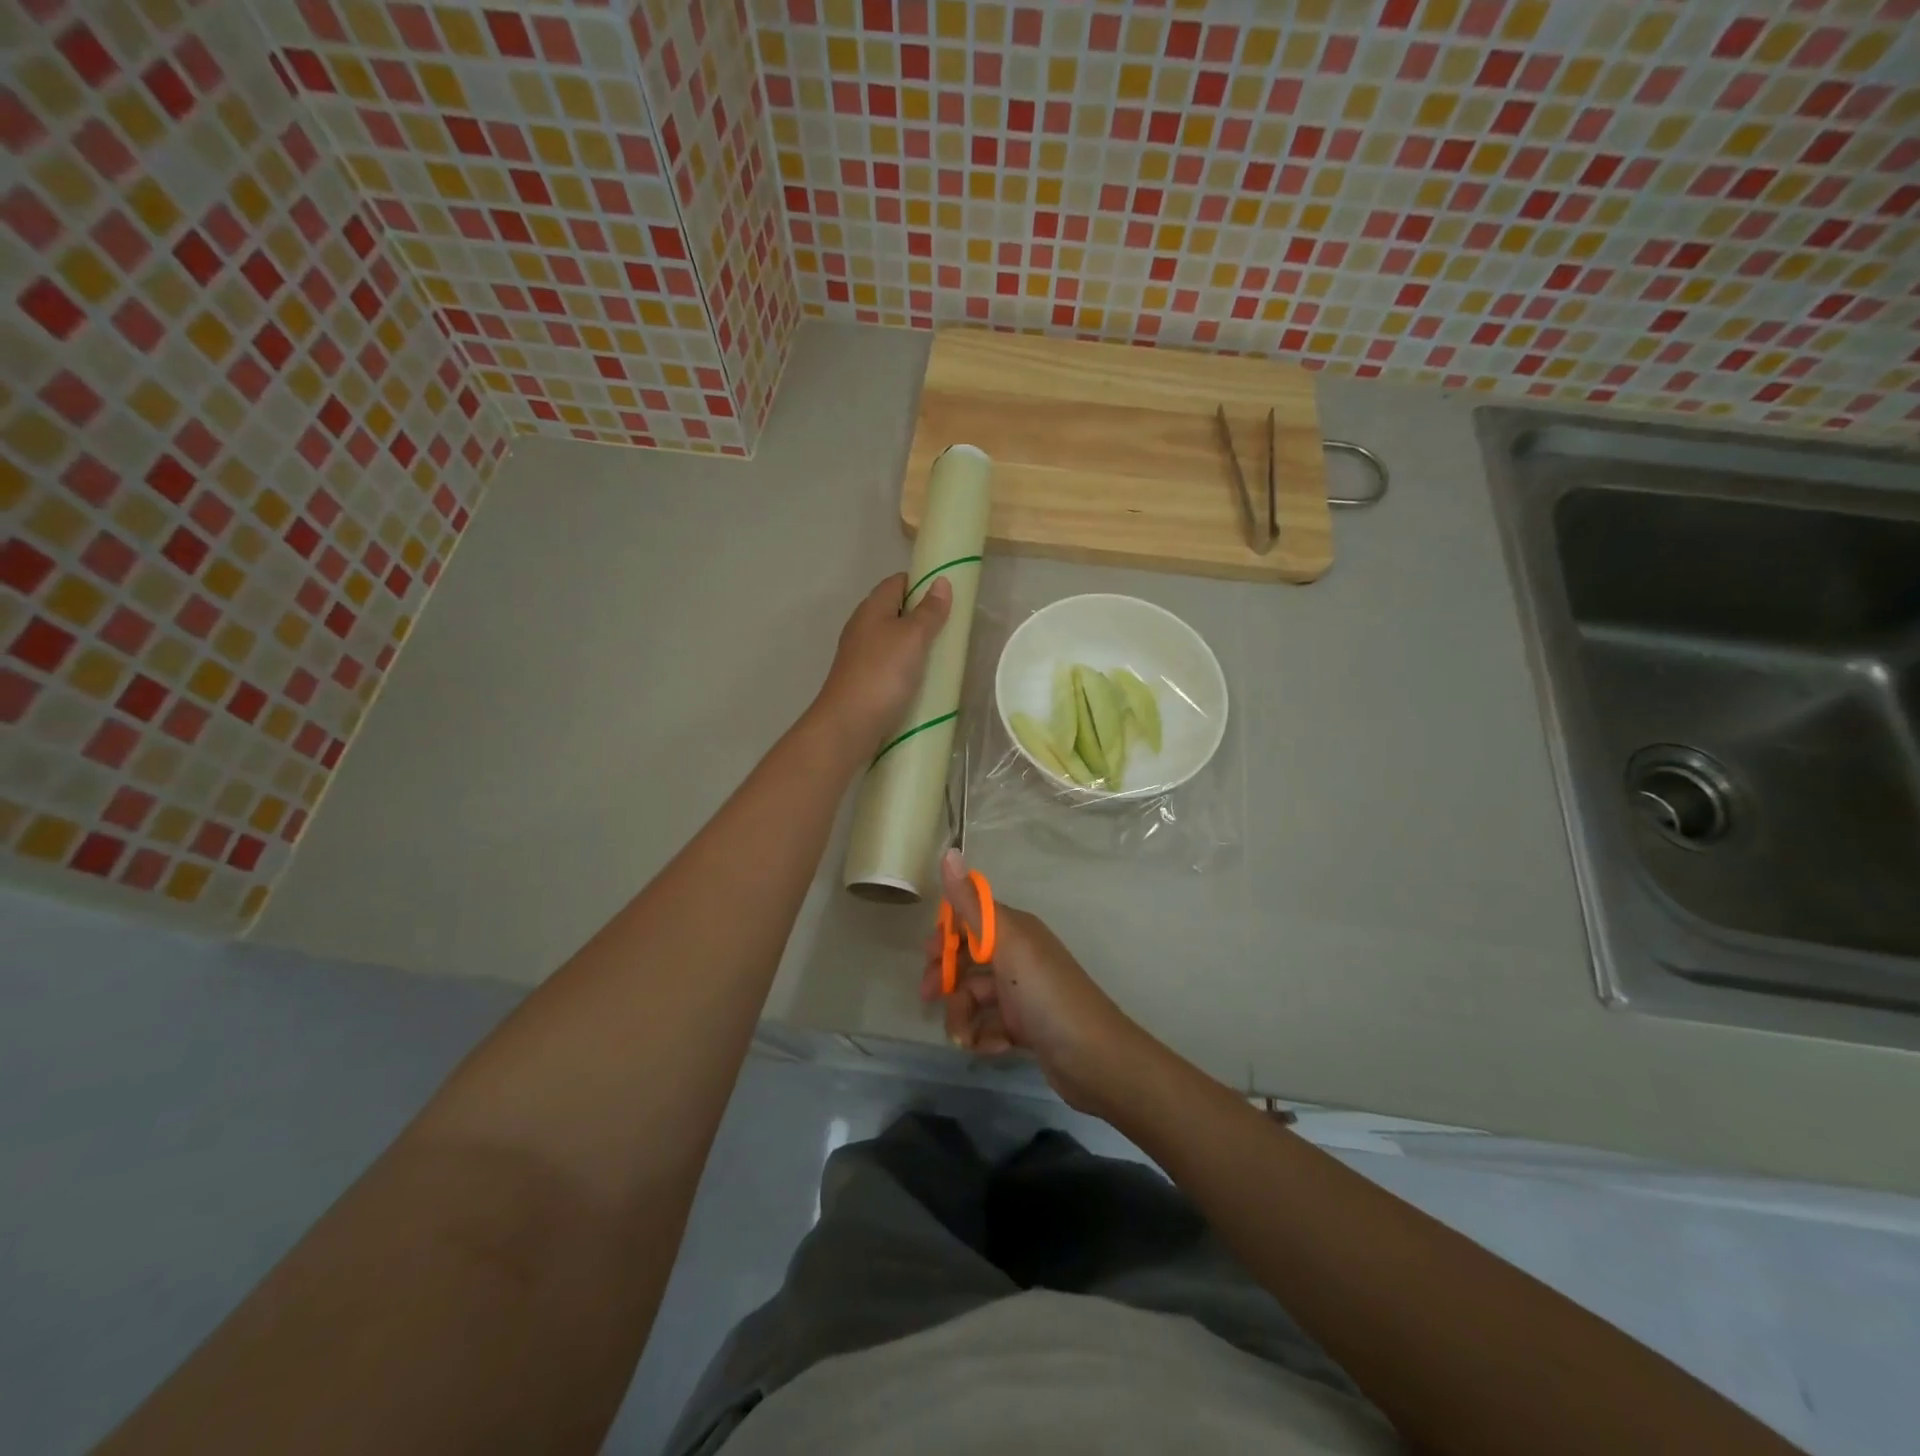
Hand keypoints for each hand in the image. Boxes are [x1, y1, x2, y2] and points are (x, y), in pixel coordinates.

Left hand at [814, 573, 951, 751]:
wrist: (849, 723)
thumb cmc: (883, 673)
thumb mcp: (913, 637)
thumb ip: (929, 611)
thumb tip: (940, 581)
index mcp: (872, 608)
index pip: (897, 582)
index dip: (921, 583)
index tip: (948, 596)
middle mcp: (863, 627)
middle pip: (895, 610)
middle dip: (922, 615)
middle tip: (951, 627)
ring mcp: (861, 655)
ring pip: (892, 639)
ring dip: (915, 644)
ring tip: (943, 654)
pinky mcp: (863, 680)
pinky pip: (890, 664)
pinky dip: (907, 666)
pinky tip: (922, 679)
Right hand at [921, 850, 1149, 1114]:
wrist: (1095, 1058)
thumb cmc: (1047, 994)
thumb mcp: (1007, 944)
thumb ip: (972, 904)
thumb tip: (949, 850)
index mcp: (1016, 931)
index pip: (971, 918)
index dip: (946, 934)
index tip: (927, 954)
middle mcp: (1019, 956)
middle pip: (968, 959)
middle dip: (946, 979)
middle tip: (929, 998)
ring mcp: (1022, 993)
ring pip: (975, 997)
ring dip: (962, 1017)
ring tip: (964, 1038)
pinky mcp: (1026, 1026)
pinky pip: (991, 1025)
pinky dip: (985, 1036)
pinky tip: (994, 1047)